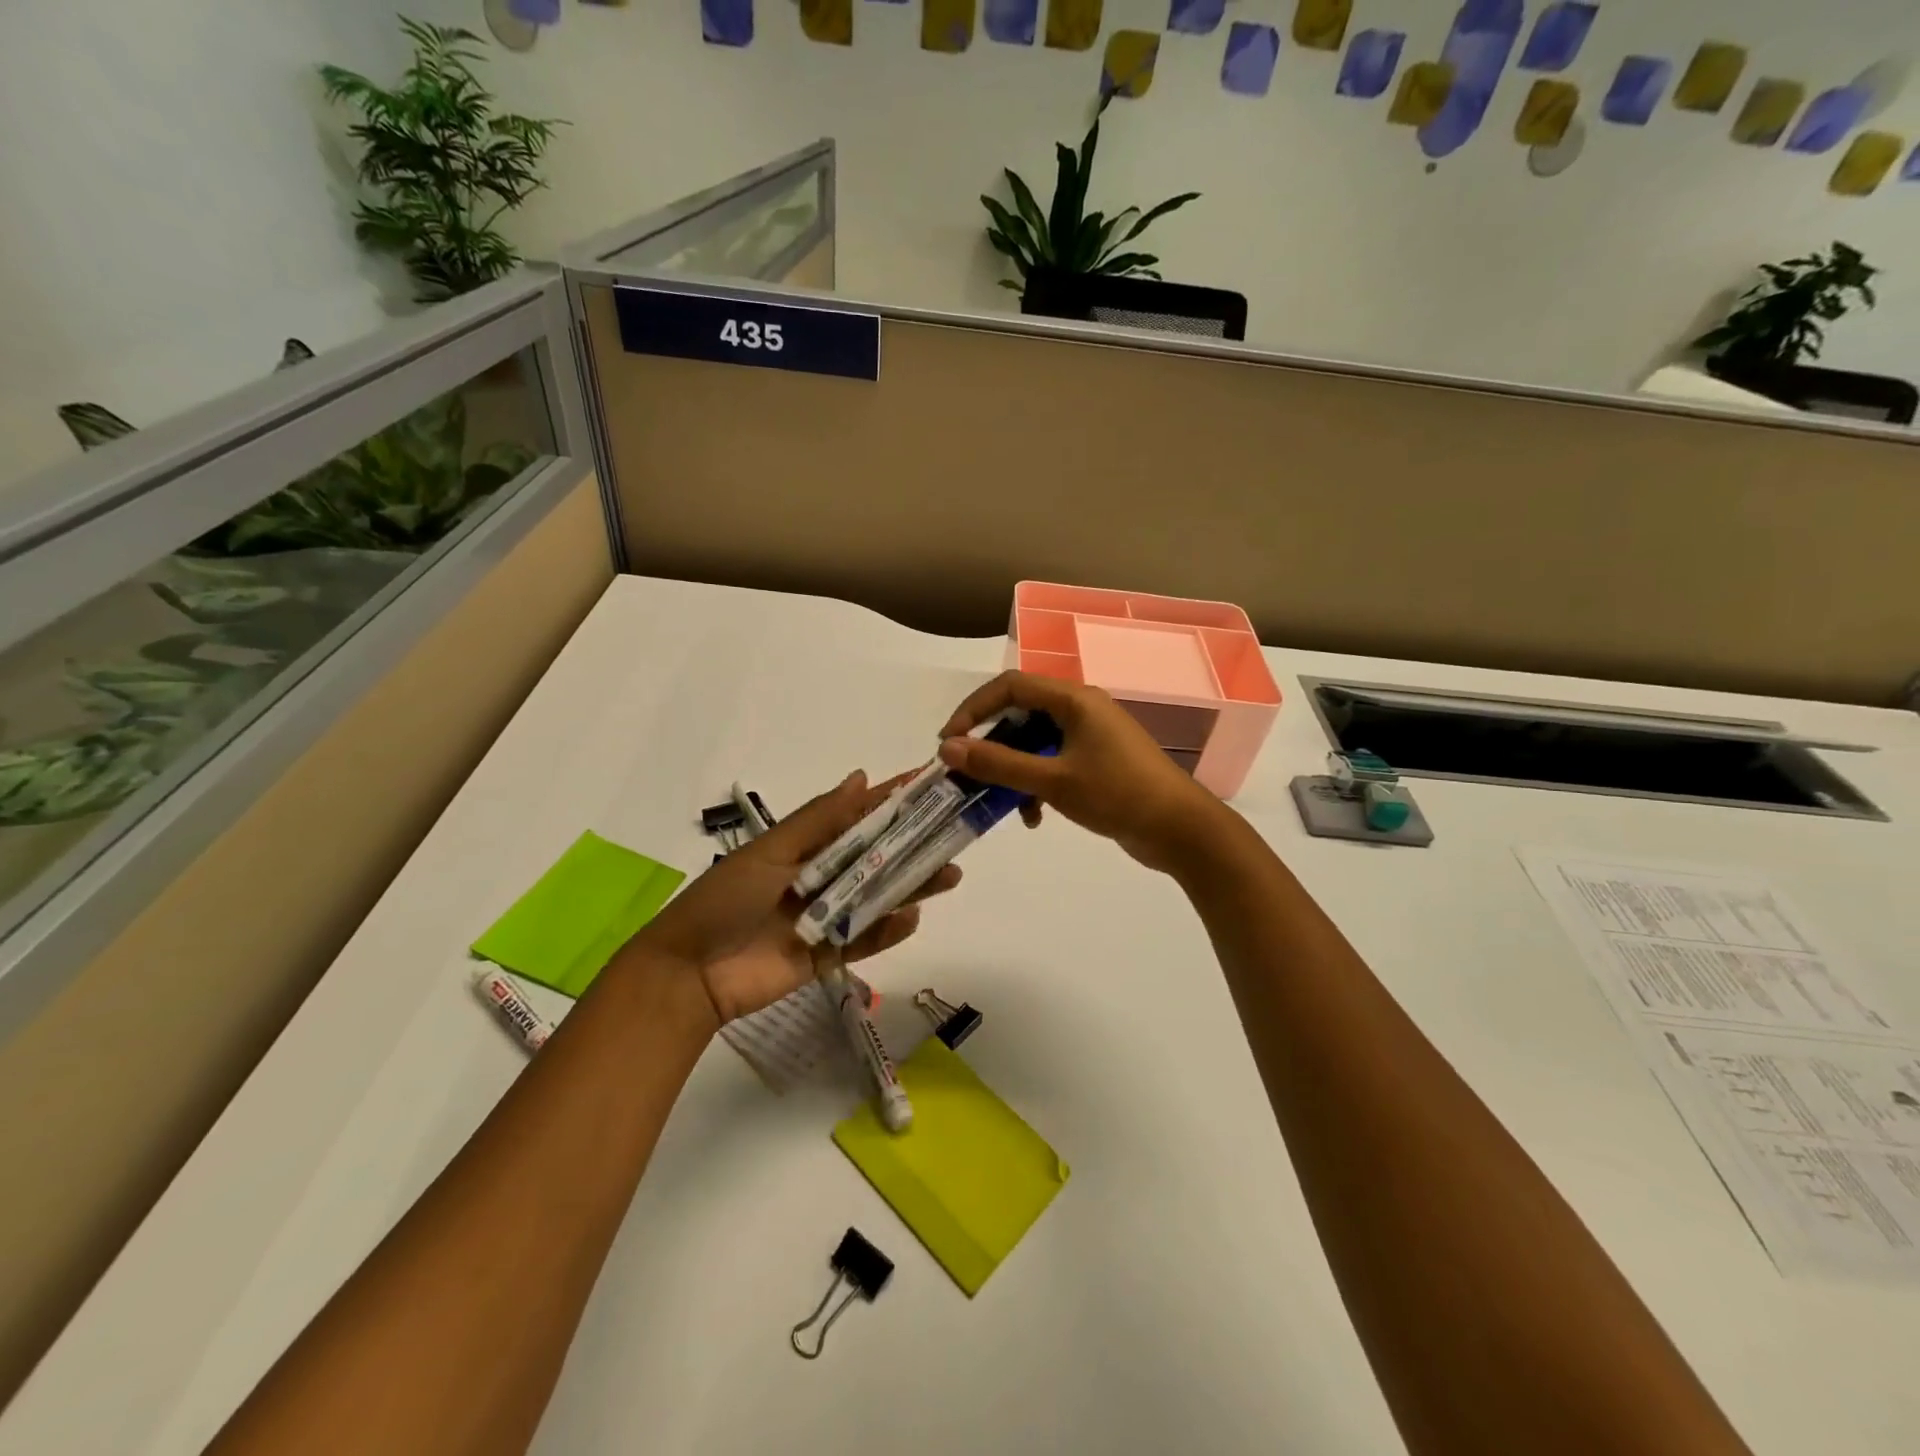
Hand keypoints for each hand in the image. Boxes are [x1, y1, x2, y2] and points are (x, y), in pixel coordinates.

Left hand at [631, 771, 961, 1023]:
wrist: (690, 975)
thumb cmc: (726, 900)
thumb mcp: (771, 852)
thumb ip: (819, 820)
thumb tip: (862, 777)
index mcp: (806, 846)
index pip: (858, 816)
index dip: (893, 800)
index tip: (931, 783)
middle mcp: (822, 876)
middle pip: (877, 857)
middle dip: (915, 844)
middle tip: (957, 834)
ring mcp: (826, 916)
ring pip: (879, 896)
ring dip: (913, 885)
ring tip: (950, 874)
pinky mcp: (828, 955)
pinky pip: (866, 939)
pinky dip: (889, 930)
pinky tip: (912, 917)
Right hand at [937, 671, 1226, 872]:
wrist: (1181, 830)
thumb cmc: (1117, 795)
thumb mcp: (1052, 781)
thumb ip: (999, 764)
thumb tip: (948, 748)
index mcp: (1074, 700)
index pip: (1011, 686)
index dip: (974, 709)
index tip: (949, 741)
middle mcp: (1083, 709)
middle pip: (1022, 713)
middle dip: (992, 745)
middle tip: (968, 771)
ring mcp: (1093, 735)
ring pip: (1037, 742)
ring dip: (1015, 770)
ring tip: (1002, 803)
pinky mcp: (1100, 761)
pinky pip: (1055, 761)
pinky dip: (1038, 784)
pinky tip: (1035, 817)